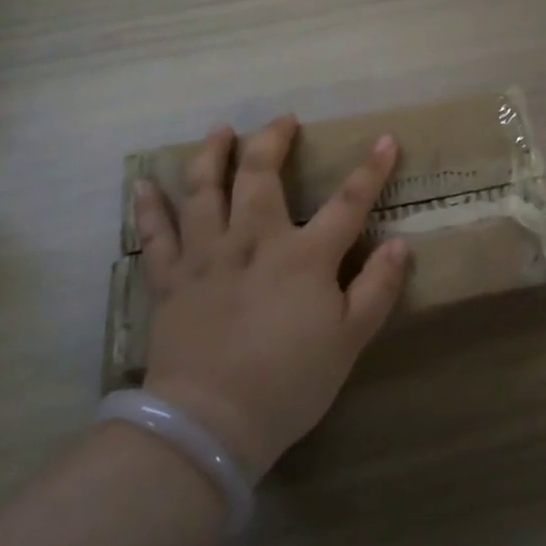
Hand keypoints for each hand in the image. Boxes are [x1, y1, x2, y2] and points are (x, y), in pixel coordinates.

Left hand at [130, 116, 408, 481]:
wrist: (210, 424)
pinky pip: (156, 234)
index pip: (348, 202)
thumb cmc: (289, 382)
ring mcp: (206, 256)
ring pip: (204, 190)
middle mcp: (254, 241)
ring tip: (219, 132)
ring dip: (212, 155)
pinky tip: (145, 184)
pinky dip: (149, 207)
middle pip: (261, 175)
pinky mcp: (171, 280)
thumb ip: (377, 288)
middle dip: (272, 140)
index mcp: (304, 256)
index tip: (386, 139)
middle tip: (282, 120)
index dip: (371, 169)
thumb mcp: (350, 340)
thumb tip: (401, 243)